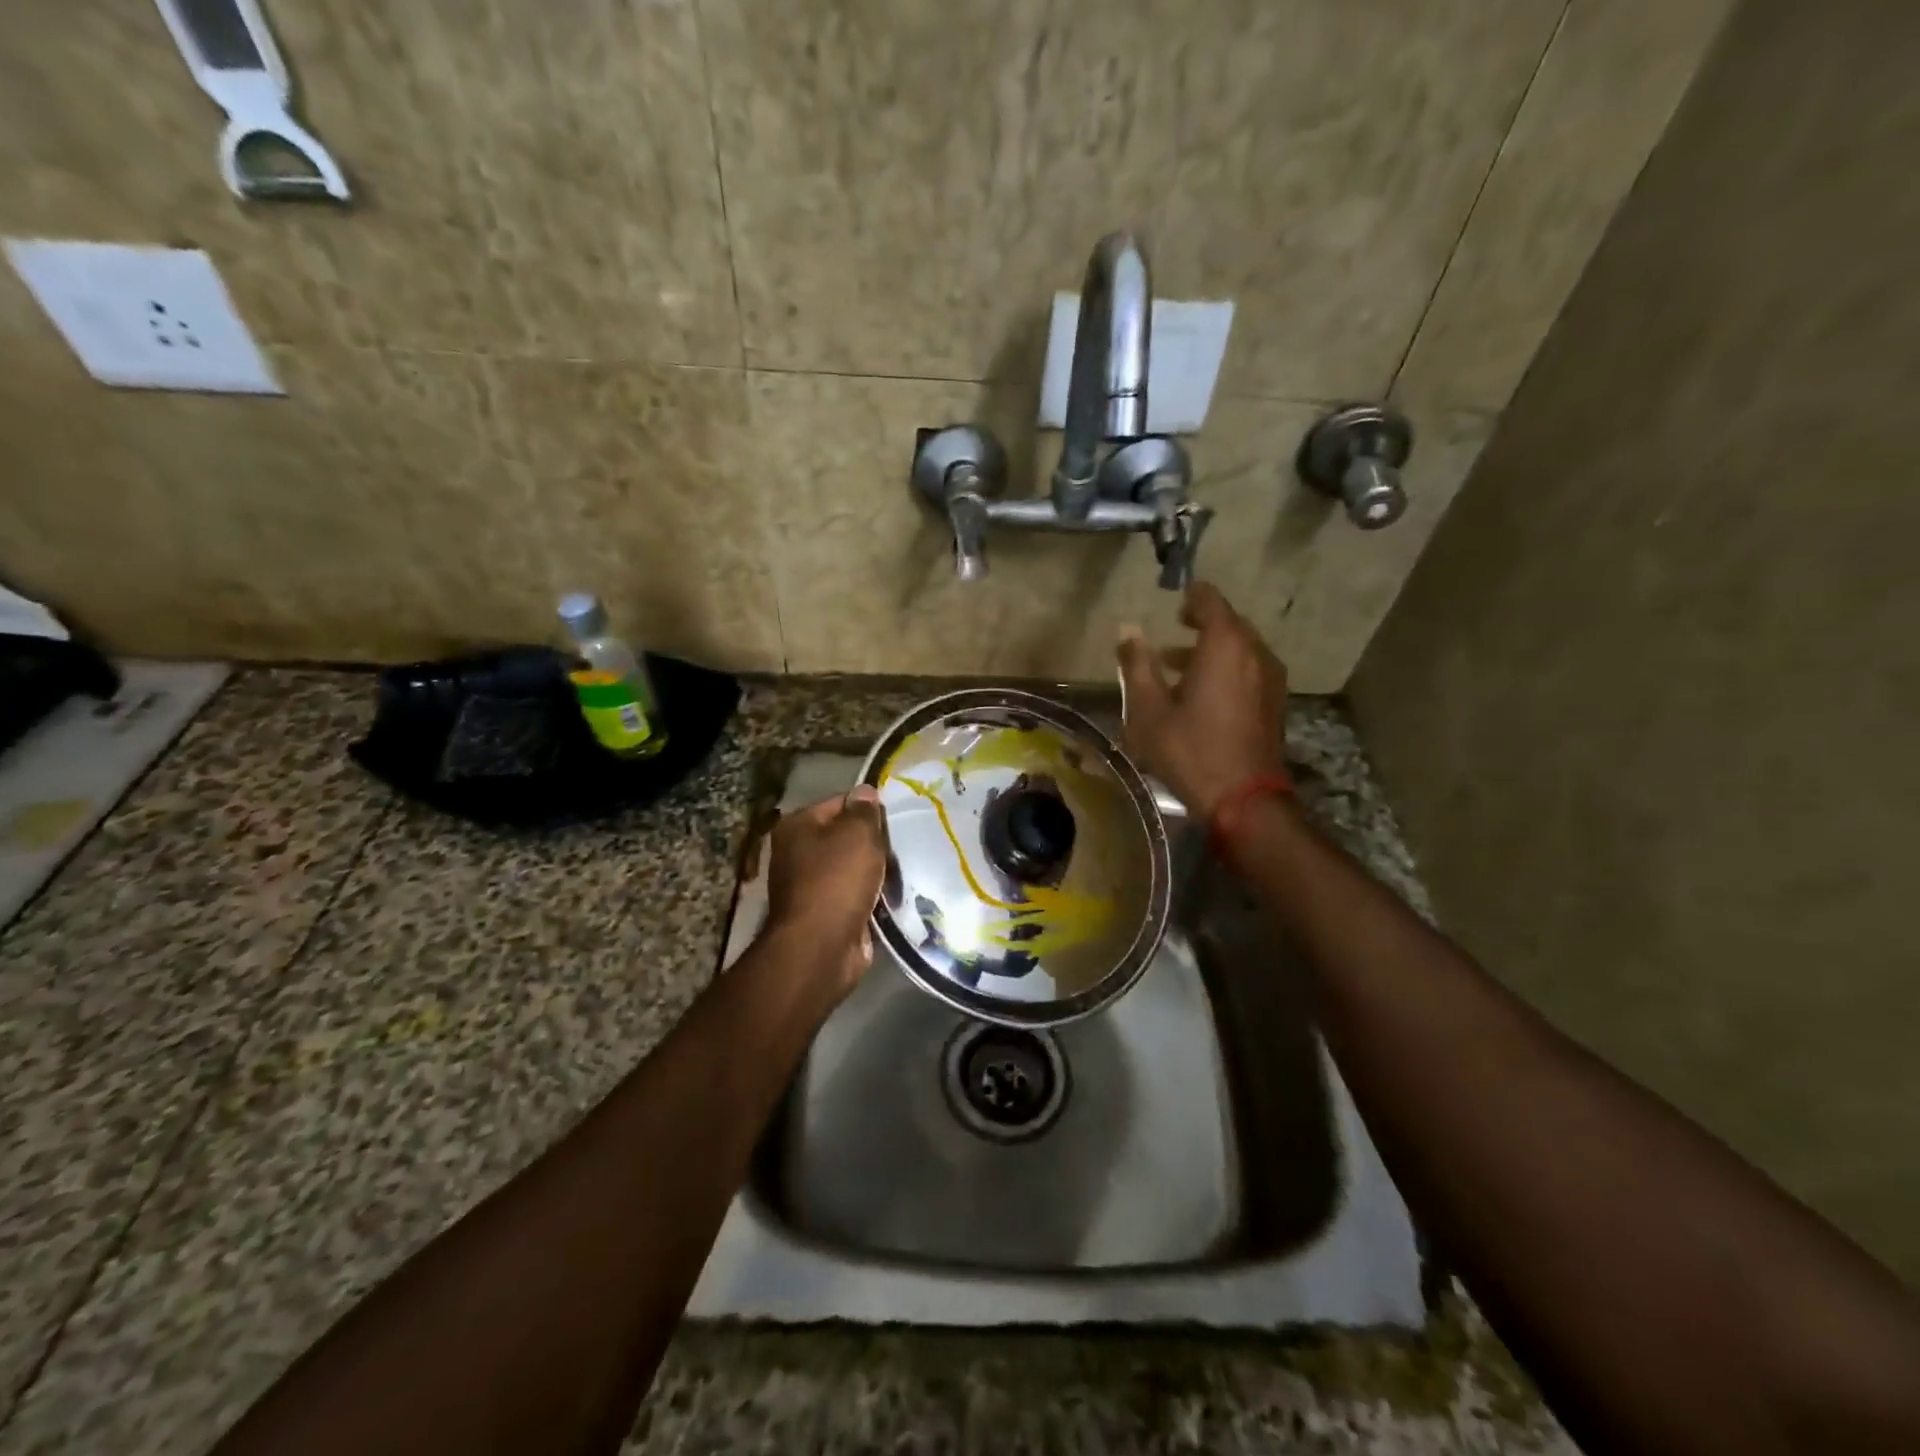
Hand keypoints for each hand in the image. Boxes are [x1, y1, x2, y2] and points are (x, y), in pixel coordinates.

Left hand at [763, 785, 887, 992]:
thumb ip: (864, 811)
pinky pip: (856, 895)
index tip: (896, 818)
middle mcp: (798, 852)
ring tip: (905, 868)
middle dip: (874, 842)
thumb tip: (865, 792)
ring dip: (876, 871)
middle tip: (904, 844)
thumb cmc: (837, 880)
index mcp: (798, 826)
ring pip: (854, 867)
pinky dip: (873, 896)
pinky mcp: (826, 914)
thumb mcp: (857, 834)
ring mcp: (810, 885)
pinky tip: (895, 894)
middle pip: (846, 836)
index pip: (840, 802)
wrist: (821, 947)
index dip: (869, 808)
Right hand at [1116, 581, 1288, 819]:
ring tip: (1176, 667)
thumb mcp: (1149, 710)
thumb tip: (1128, 629)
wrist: (1243, 799)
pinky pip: (1249, 670)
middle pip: (1230, 624)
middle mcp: (1254, 653)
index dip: (1192, 596)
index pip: (1211, 601)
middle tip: (1173, 631)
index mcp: (1225, 646)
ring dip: (1212, 650)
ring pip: (1241, 649)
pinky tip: (1202, 693)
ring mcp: (1270, 679)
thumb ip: (1137, 665)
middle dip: (1201, 624)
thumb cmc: (1189, 750)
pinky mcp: (1274, 703)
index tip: (1175, 599)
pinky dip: (1227, 670)